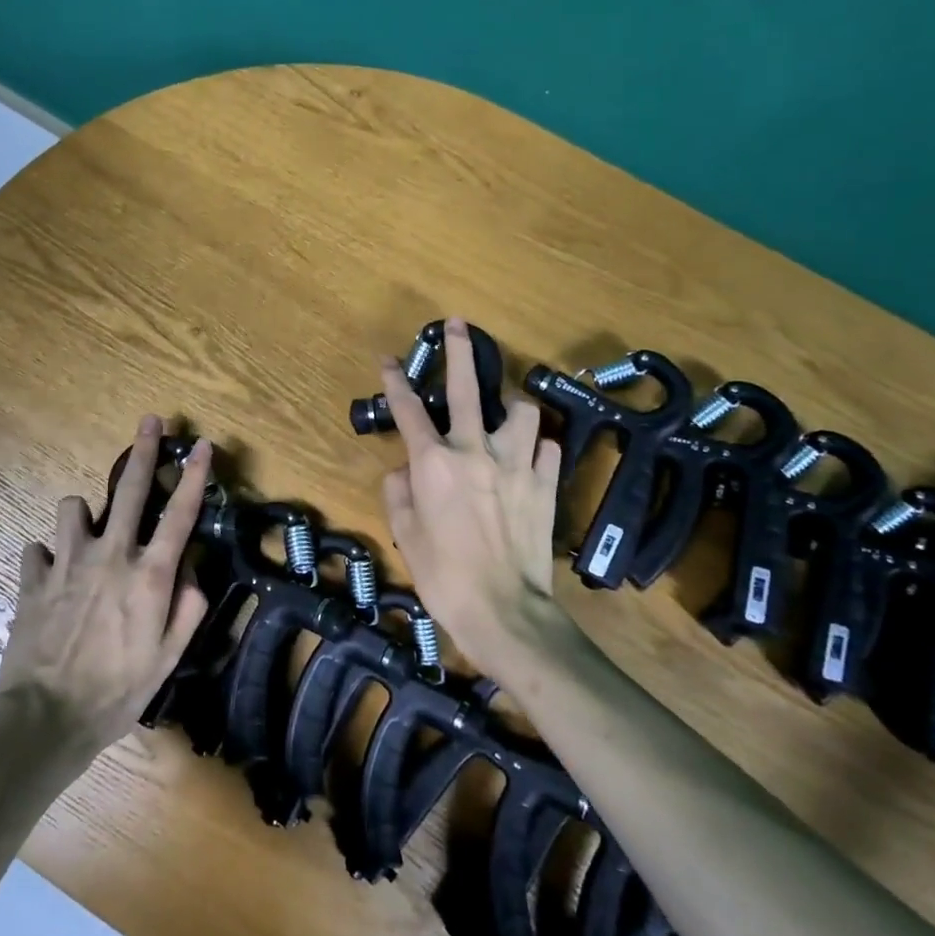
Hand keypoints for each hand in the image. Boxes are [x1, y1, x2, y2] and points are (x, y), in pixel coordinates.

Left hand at [0, 416, 213, 756]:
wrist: (47, 717)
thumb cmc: (118, 691)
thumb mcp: (169, 657)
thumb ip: (188, 607)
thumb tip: (190, 571)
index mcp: (149, 575)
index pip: (181, 514)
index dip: (196, 476)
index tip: (203, 445)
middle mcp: (111, 555)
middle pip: (131, 489)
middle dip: (144, 450)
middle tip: (151, 420)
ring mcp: (67, 562)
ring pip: (74, 506)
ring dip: (84, 516)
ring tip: (88, 536)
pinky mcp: (33, 577)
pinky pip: (39, 547)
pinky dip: (49, 556)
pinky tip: (53, 577)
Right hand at [378, 320, 566, 674]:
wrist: (504, 610)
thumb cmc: (443, 576)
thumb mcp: (404, 536)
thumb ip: (398, 494)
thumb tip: (403, 470)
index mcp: (433, 463)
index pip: (408, 410)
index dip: (395, 381)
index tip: (389, 358)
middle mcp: (474, 451)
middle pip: (464, 388)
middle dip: (459, 351)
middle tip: (459, 325)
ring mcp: (516, 464)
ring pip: (520, 410)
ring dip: (510, 409)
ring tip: (504, 418)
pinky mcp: (545, 482)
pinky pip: (546, 448)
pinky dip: (536, 448)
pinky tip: (529, 461)